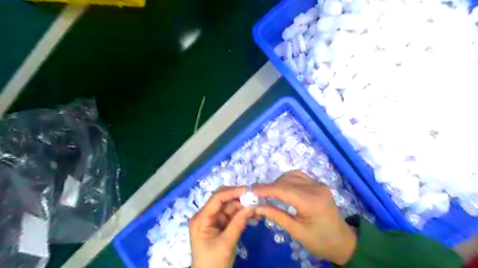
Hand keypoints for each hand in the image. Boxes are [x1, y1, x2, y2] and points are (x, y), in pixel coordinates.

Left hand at [190, 187, 254, 267]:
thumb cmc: (213, 263)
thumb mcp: (226, 244)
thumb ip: (238, 224)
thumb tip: (252, 206)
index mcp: (201, 218)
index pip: (217, 199)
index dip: (232, 192)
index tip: (248, 190)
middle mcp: (207, 215)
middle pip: (223, 199)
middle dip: (239, 196)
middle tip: (255, 196)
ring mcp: (215, 219)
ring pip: (230, 206)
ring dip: (244, 205)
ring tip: (258, 205)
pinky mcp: (222, 224)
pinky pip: (233, 214)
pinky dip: (243, 213)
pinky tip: (254, 213)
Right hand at [254, 170, 353, 264]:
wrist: (343, 241)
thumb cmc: (320, 240)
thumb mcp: (297, 231)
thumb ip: (276, 216)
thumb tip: (258, 207)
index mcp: (312, 202)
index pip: (284, 190)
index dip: (266, 189)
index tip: (252, 191)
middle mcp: (316, 188)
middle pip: (287, 180)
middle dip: (270, 186)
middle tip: (258, 194)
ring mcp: (319, 184)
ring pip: (292, 175)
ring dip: (279, 182)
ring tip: (269, 192)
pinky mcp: (319, 184)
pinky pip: (299, 177)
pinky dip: (287, 180)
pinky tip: (282, 188)